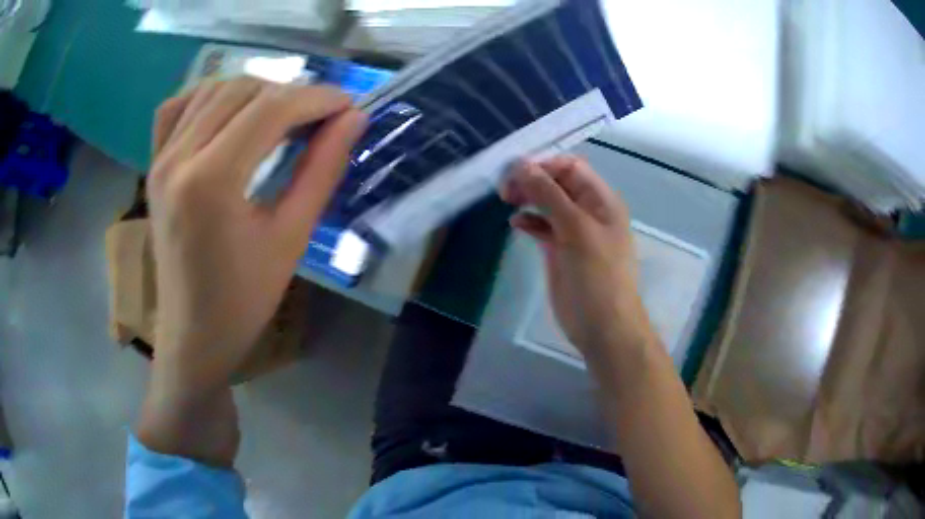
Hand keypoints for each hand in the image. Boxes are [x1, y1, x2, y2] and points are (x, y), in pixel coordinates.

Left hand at [147, 78, 365, 390]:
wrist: (192, 334)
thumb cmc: (243, 300)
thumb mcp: (291, 238)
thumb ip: (322, 170)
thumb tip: (353, 118)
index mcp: (210, 182)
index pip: (271, 108)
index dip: (317, 98)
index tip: (348, 106)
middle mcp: (178, 158)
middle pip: (242, 90)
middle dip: (290, 93)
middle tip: (318, 118)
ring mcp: (160, 159)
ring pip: (212, 90)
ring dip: (254, 92)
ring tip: (280, 116)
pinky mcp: (153, 165)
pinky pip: (178, 108)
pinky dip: (209, 97)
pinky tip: (228, 114)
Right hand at [500, 156, 650, 362]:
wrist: (602, 326)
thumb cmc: (597, 276)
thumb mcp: (576, 230)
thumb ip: (549, 195)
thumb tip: (520, 165)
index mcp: (601, 200)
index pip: (570, 167)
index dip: (543, 165)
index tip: (515, 173)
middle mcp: (588, 211)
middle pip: (557, 182)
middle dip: (532, 180)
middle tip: (506, 190)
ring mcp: (573, 231)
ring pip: (547, 203)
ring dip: (528, 198)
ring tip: (507, 201)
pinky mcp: (560, 250)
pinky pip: (542, 226)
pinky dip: (529, 221)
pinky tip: (516, 224)